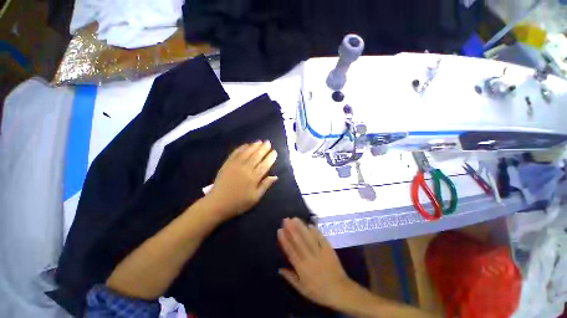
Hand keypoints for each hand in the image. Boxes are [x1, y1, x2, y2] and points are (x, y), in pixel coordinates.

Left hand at [206, 140, 277, 220]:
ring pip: (247, 152)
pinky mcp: (227, 164)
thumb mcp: (255, 198)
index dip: (270, 157)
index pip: (265, 164)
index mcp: (254, 177)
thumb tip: (275, 176)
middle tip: (268, 142)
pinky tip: (246, 145)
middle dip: (263, 148)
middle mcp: (246, 168)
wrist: (218, 203)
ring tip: (259, 141)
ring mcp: (235, 165)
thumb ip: (265, 185)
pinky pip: (235, 153)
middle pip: (257, 156)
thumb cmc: (239, 202)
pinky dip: (241, 148)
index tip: (274, 152)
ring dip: (254, 146)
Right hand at [277, 218, 354, 308]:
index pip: (291, 251)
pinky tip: (310, 224)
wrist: (340, 291)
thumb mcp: (302, 289)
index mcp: (302, 268)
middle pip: (299, 241)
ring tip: (295, 219)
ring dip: (301, 227)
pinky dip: (315, 231)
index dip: (285, 240)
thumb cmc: (319, 292)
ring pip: (308, 237)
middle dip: (292, 229)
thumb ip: (290, 278)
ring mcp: (320, 252)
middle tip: (286, 219)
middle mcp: (309, 258)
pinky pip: (321, 238)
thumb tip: (279, 269)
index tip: (280, 230)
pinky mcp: (328, 249)